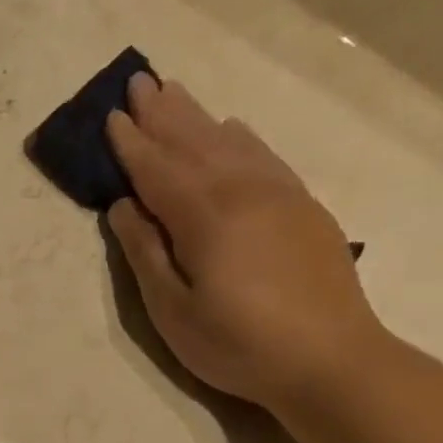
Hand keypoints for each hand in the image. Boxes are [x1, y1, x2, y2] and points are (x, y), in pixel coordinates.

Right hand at [106, 75, 383, 411]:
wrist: (332, 362)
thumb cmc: (238, 344)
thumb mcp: (172, 310)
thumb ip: (145, 253)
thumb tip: (123, 206)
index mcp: (206, 216)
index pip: (158, 169)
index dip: (131, 144)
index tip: (110, 115)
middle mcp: (244, 191)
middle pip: (195, 142)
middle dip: (163, 113)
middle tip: (139, 81)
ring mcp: (280, 196)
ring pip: (230, 143)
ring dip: (197, 117)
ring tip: (174, 92)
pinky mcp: (303, 209)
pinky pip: (263, 157)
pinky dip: (240, 137)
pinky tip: (230, 128)